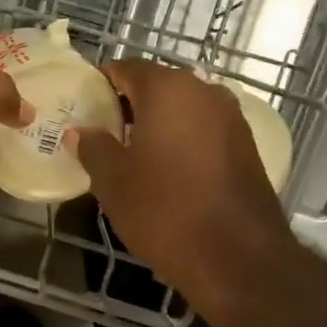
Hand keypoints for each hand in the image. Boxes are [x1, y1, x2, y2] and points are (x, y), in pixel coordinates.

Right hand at [68, 60, 292, 308]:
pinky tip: (167, 171)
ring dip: (157, 123)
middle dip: (129, 104)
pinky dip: (182, 140)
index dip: (101, 83)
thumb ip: (93, 147)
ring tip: (132, 155)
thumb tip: (80, 132)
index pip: (126, 67)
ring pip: (183, 108)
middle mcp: (204, 91)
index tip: (84, 106)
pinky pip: (203, 130)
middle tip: (103, 134)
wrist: (238, 258)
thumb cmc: (165, 211)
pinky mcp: (246, 146)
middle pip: (158, 85)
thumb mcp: (113, 182)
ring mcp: (231, 118)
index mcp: (168, 89)